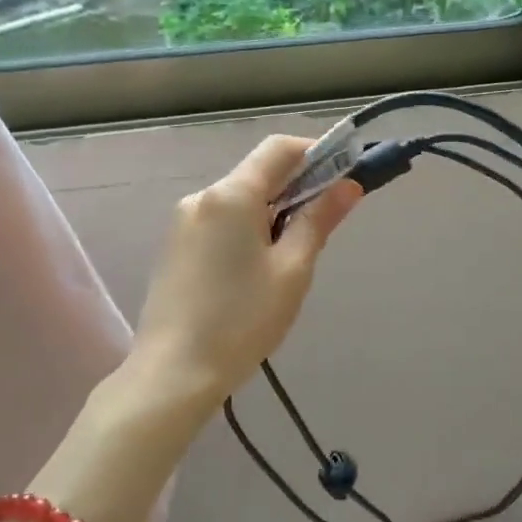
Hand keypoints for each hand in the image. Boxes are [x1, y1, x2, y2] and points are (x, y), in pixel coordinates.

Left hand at [133, 135, 361, 403]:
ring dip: (272, 211)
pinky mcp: (175, 246)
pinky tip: (255, 270)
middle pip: (258, 173)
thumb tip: (348, 185)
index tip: (344, 176)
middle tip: (324, 226)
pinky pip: (220, 220)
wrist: (173, 373)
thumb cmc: (242, 320)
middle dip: (297, 187)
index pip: (279, 148)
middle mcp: (202, 196)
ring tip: (290, 259)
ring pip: (239, 199)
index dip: (316, 152)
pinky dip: (247, 228)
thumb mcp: (292, 269)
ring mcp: (183, 221)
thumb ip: (319, 220)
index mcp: (232, 195)